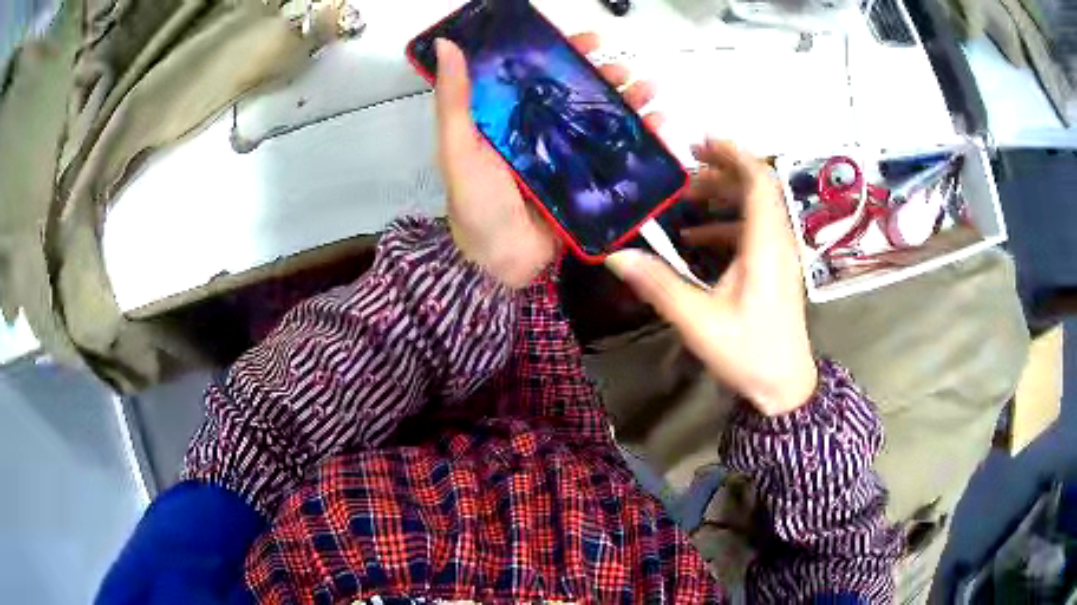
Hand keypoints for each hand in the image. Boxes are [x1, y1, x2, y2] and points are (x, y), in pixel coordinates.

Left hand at [433, 35, 663, 287]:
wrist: (497, 267)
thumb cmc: (475, 205)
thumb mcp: (458, 148)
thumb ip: (455, 99)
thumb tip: (448, 44)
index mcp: (511, 119)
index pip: (541, 76)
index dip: (566, 54)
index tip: (591, 40)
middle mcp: (541, 133)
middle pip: (580, 96)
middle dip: (608, 78)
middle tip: (627, 70)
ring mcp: (568, 160)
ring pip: (604, 123)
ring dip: (632, 105)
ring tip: (651, 93)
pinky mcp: (589, 187)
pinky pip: (618, 160)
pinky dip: (643, 144)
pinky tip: (660, 130)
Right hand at [606, 140, 816, 415]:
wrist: (785, 386)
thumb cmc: (749, 351)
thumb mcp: (698, 320)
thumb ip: (658, 284)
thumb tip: (614, 256)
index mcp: (765, 243)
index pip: (759, 180)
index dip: (733, 153)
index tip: (701, 142)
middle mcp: (777, 241)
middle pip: (757, 187)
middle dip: (721, 170)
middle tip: (685, 166)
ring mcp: (778, 255)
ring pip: (754, 208)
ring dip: (722, 196)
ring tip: (685, 197)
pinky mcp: (774, 269)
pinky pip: (753, 232)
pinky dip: (726, 224)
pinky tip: (696, 237)